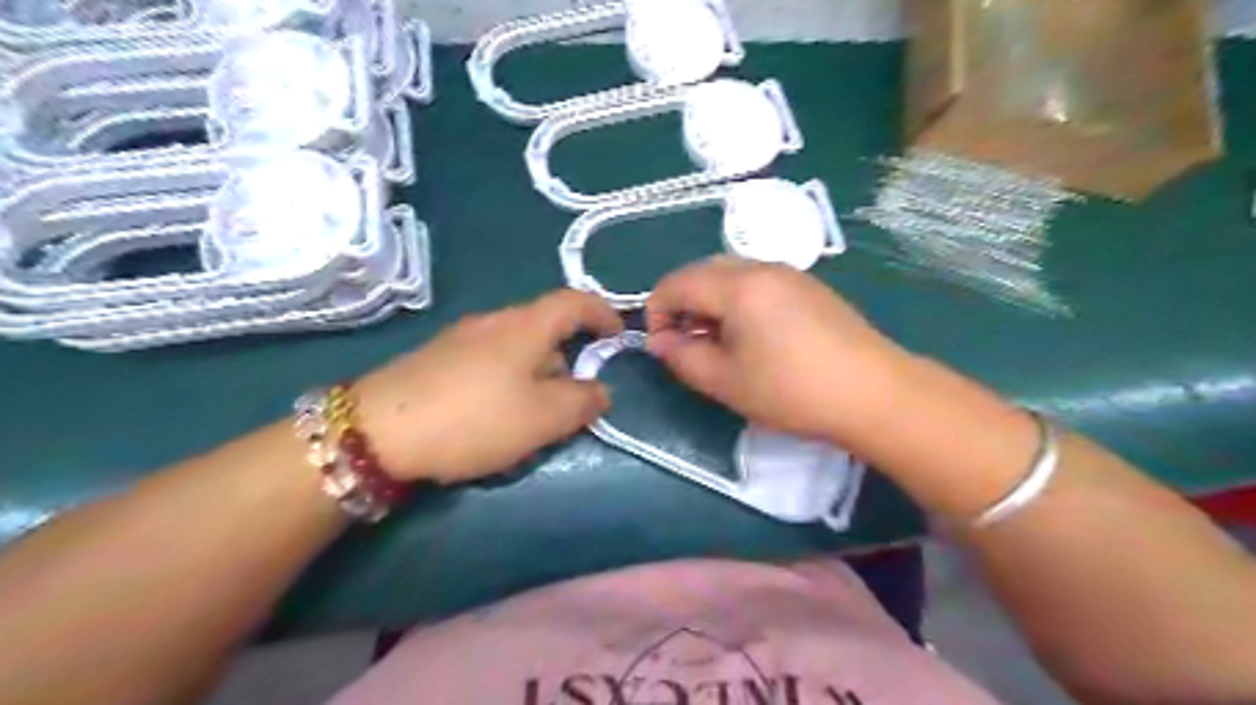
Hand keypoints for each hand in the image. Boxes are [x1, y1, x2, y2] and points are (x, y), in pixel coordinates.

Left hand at [355, 290, 619, 481]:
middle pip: (546, 328)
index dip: (603, 313)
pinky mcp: (437, 359)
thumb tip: (600, 390)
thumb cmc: (476, 417)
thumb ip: (584, 401)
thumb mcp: (545, 417)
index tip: (618, 338)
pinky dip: (508, 381)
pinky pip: (489, 361)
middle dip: (569, 359)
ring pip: (517, 348)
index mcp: (526, 325)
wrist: (378, 430)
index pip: (575, 300)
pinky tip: (493, 417)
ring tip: (532, 418)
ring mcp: (461, 338)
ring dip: (537, 375)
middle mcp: (494, 321)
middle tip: (572, 401)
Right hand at [646, 258, 913, 442]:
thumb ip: (682, 358)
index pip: (676, 283)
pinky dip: (738, 301)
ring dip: (710, 302)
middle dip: (683, 303)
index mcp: (737, 286)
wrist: (874, 393)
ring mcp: (790, 274)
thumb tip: (659, 341)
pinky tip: (752, 336)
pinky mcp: (809, 287)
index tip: (662, 346)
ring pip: (731, 274)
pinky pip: (758, 282)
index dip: (656, 311)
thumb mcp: (726, 382)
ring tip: (718, 342)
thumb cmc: (792, 391)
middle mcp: (762, 267)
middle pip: (702, 271)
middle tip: (687, 343)